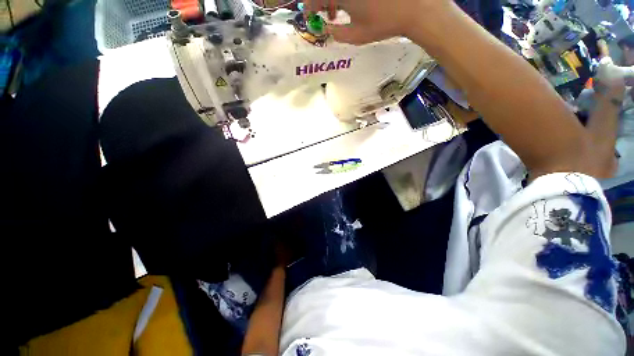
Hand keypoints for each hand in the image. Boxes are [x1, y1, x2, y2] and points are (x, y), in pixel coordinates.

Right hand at [304, 0, 449, 44]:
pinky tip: (349, 4)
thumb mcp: (356, 36)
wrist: (413, 7)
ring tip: (336, 12)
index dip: (309, 8)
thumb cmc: (383, 24)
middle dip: (319, 3)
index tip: (311, 18)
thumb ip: (336, 33)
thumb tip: (326, 29)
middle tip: (324, 15)